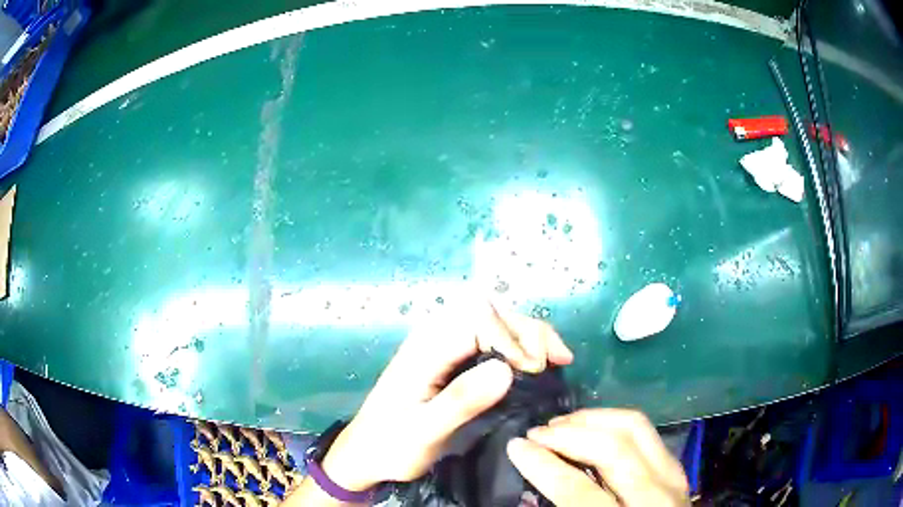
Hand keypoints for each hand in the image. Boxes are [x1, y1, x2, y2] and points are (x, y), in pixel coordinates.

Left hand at [319, 302, 573, 492]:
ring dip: (526, 336)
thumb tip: (509, 368)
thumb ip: (462, 400)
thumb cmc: (391, 444)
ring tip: (554, 360)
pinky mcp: (446, 358)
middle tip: (559, 360)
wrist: (365, 452)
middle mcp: (434, 336)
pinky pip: (487, 340)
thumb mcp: (425, 430)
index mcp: (427, 347)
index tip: (535, 371)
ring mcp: (440, 345)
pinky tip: (531, 365)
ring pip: (492, 323)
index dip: (514, 338)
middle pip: (490, 313)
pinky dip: (515, 347)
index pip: (480, 319)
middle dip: (528, 331)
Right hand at [507, 409, 689, 505]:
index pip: (578, 490)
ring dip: (593, 419)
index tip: (516, 447)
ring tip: (562, 424)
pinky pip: (645, 431)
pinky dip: (614, 422)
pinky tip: (593, 428)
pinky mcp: (676, 467)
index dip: (543, 465)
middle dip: (568, 434)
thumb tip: (533, 485)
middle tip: (537, 434)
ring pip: (635, 427)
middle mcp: (656, 496)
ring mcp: (672, 477)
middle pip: (613, 449)